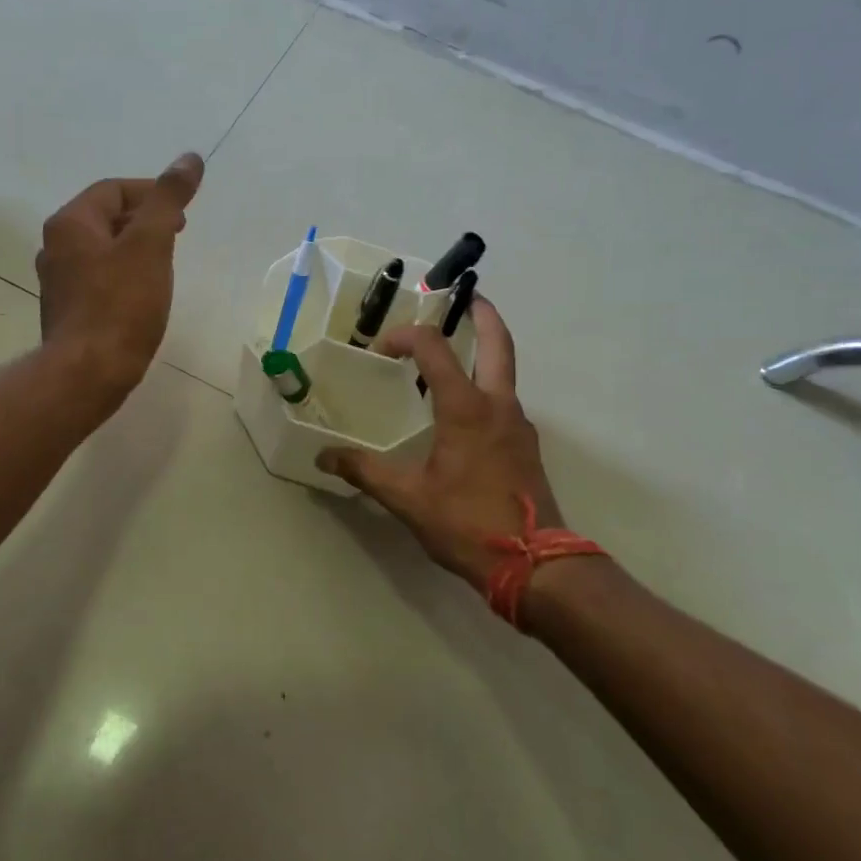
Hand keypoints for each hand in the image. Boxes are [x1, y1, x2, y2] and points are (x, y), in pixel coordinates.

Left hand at [37, 152, 204, 400]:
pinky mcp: (68, 310)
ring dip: (135, 248)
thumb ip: (168, 199)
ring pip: (103, 250)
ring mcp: (58, 281)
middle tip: (178, 235)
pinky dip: (124, 275)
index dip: (151, 193)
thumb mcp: (151, 244)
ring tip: (165, 264)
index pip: (113, 190)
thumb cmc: (120, 305)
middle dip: (145, 220)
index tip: (182, 213)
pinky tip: (143, 295)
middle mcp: (56, 246)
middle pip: (106, 217)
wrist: (88, 373)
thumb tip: (189, 158)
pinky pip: (99, 278)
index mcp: (70, 223)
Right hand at [317, 298, 563, 591]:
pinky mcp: (525, 445)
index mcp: (466, 408)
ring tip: (455, 350)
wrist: (536, 564)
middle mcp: (497, 405)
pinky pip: (504, 399)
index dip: (405, 337)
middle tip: (466, 295)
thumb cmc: (467, 523)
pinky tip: (463, 409)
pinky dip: (486, 385)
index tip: (380, 349)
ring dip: (485, 349)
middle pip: (498, 342)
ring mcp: (518, 424)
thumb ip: (365, 472)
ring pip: (505, 371)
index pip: (433, 349)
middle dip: (483, 314)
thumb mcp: (408, 499)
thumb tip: (324, 457)